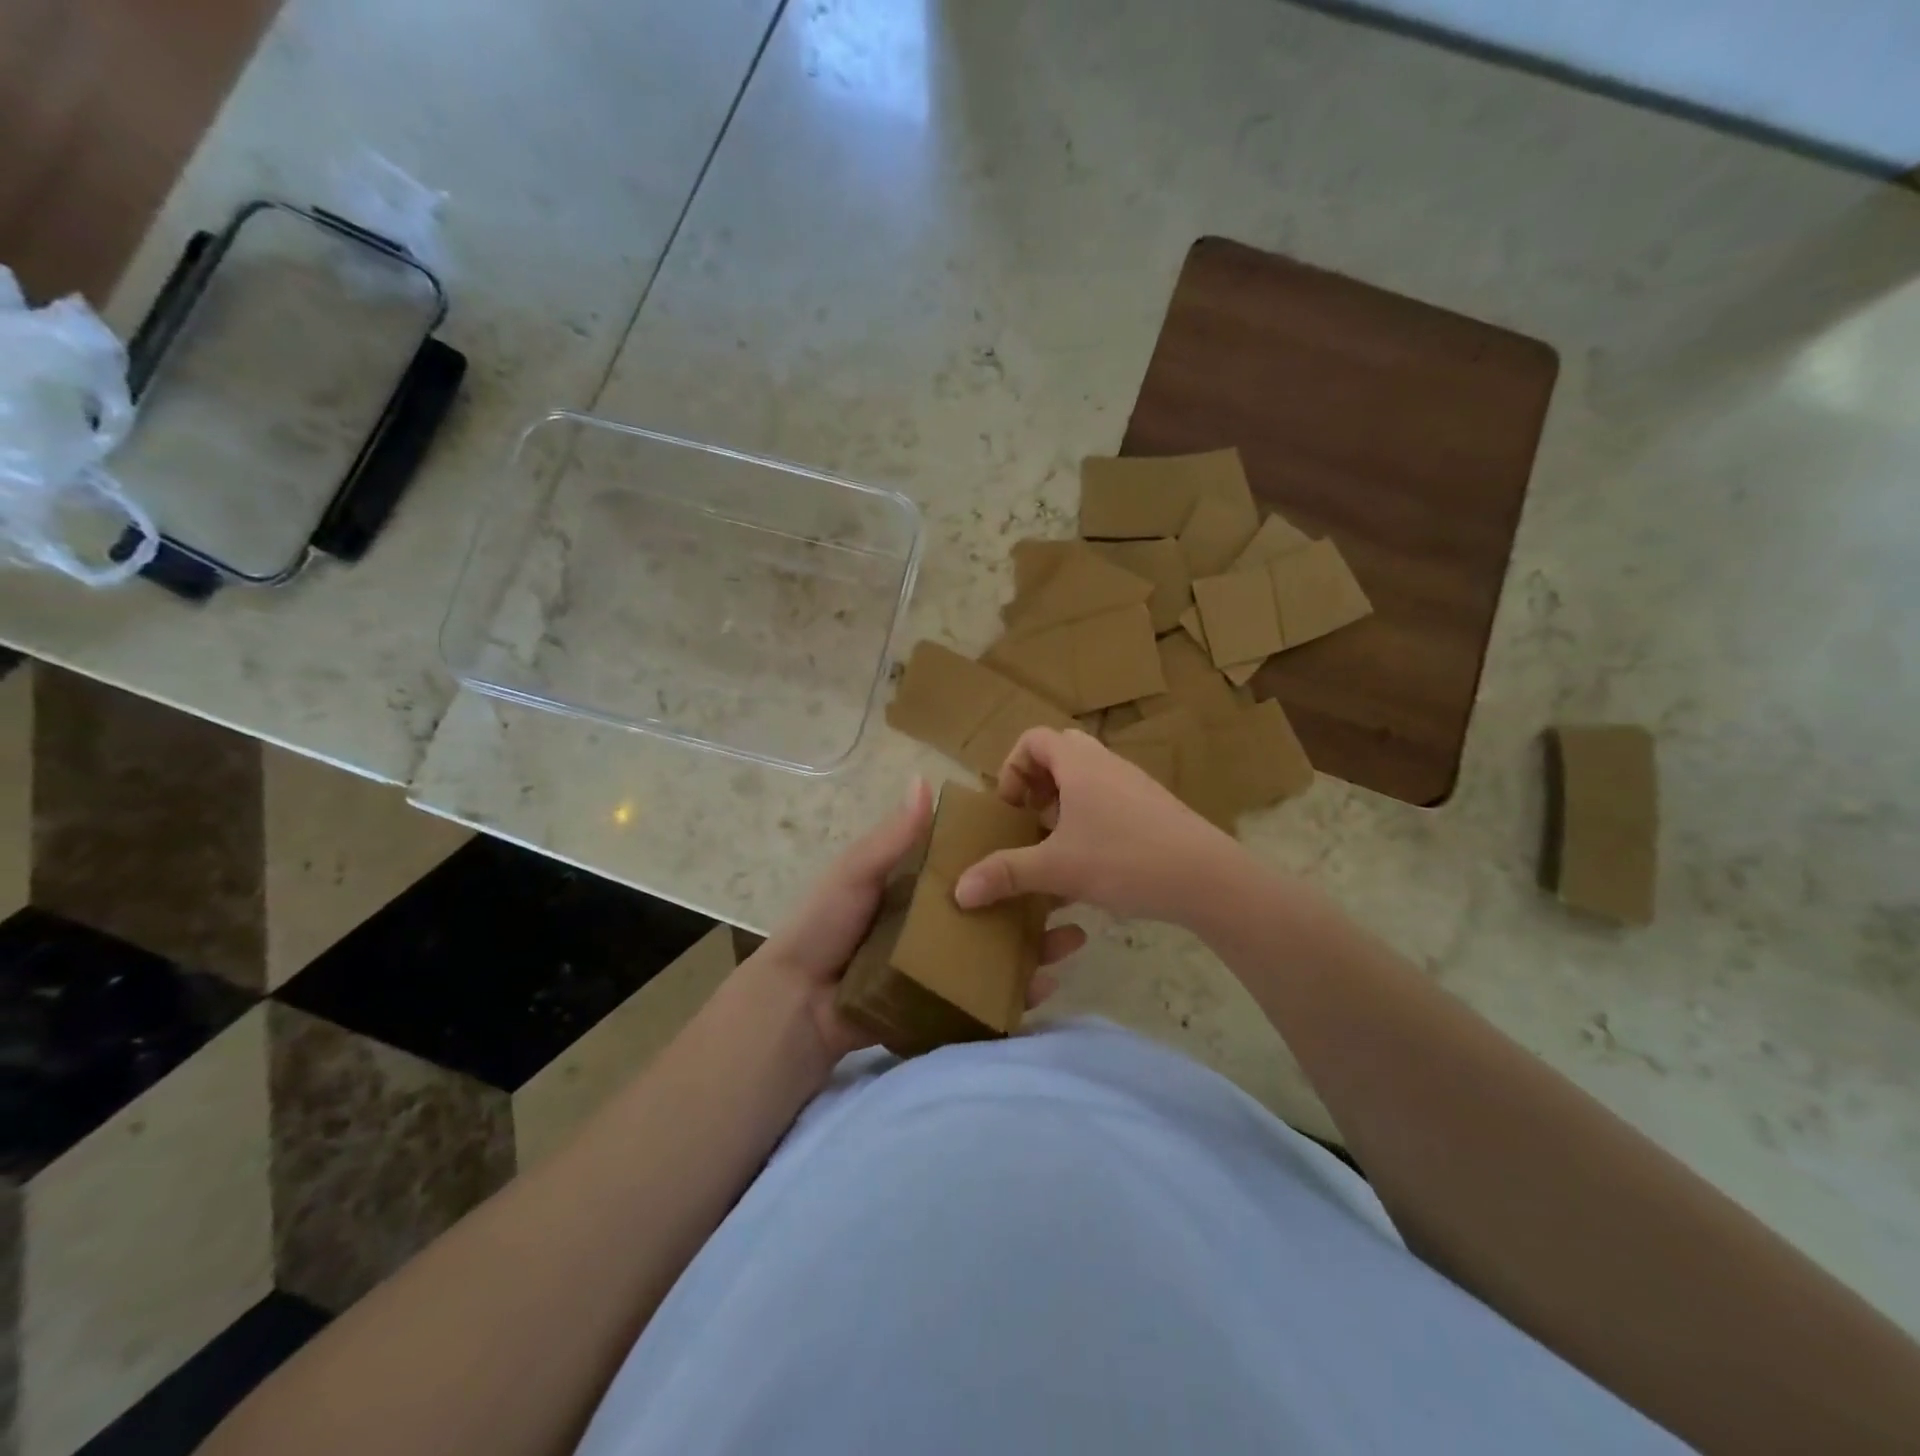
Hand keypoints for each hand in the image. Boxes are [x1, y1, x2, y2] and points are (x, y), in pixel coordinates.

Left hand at [747, 778, 1086, 1067]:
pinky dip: (1015, 993)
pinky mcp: (942, 1004)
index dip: (1005, 857)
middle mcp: (934, 925)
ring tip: (1073, 939)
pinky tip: (1045, 986)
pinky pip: (985, 997)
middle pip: (993, 911)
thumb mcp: (856, 874)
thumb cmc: (825, 927)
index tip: (1044, 844)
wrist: (798, 1004)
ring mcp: (940, 967)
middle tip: (1073, 899)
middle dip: (1033, 906)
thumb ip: (892, 838)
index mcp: (916, 890)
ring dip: (1035, 947)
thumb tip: (923, 780)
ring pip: (997, 953)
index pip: (970, 868)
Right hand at [953, 728, 1239, 925]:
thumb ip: (1006, 874)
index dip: (1011, 768)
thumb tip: (959, 890)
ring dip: (1064, 803)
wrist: (1207, 878)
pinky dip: (1090, 818)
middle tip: (1030, 820)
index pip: (1033, 739)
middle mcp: (1106, 763)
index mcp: (1079, 763)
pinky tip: (1092, 863)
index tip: (1010, 809)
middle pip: (1060, 752)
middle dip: (1037, 783)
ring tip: (1056, 845)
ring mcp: (1134, 783)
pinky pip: (1109, 798)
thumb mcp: (1057, 868)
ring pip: (1087, 777)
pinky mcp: (1153, 807)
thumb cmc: (1125, 859)